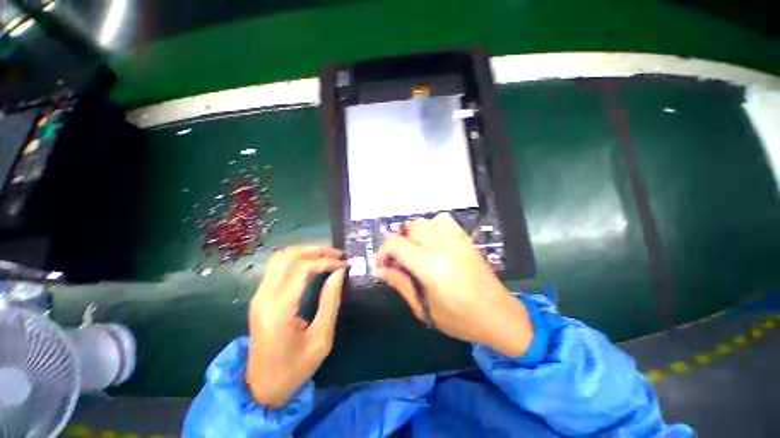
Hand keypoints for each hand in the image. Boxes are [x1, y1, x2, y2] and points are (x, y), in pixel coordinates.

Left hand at [246, 246, 346, 408]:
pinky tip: (312, 264)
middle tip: (337, 254)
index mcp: (279, 309)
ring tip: (327, 256)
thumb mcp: (321, 339)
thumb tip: (339, 273)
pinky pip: (277, 267)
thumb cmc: (294, 369)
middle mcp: (264, 296)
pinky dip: (297, 259)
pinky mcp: (260, 297)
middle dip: (316, 250)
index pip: (302, 268)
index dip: (326, 261)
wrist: (260, 388)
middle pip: (288, 255)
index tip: (344, 265)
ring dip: (306, 252)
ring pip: (281, 257)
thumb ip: (330, 302)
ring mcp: (259, 295)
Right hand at [376, 213, 532, 356]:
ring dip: (412, 234)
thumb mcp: (424, 309)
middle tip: (400, 261)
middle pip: (407, 228)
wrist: (499, 314)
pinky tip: (434, 241)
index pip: (395, 243)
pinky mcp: (464, 237)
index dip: (383, 251)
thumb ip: (400, 284)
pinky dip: (432, 226)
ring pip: (422, 222)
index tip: (385, 265)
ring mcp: (455, 238)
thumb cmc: (460, 319)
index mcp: (430, 266)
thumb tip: (380, 270)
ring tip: (415, 251)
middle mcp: (441, 246)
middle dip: (397, 243)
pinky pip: (442, 220)